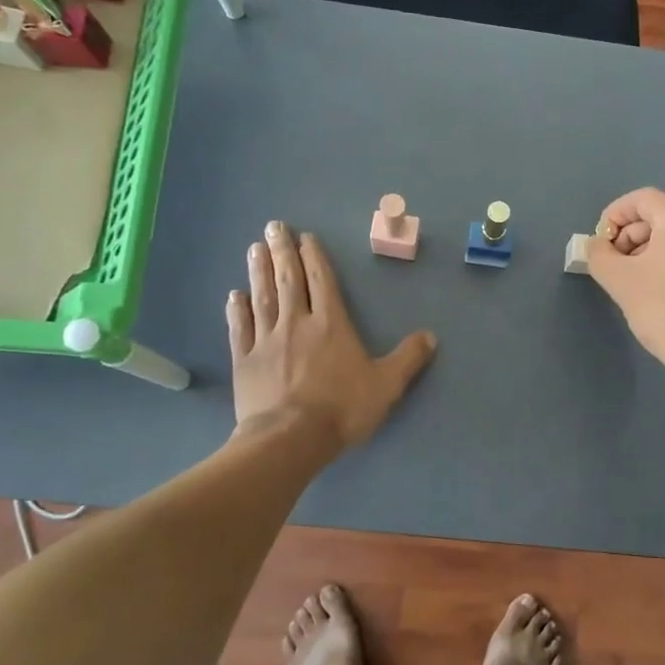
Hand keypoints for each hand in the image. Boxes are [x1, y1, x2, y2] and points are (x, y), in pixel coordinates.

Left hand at [227, 221, 436, 448]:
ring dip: (258, 271)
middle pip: (289, 280)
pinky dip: (237, 310)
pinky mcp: (245, 361)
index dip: (314, 257)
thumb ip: (408, 358)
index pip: (322, 282)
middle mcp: (296, 323)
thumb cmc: (341, 408)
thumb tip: (431, 336)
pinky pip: (240, 329)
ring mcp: (266, 341)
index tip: (304, 237)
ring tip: (254, 247)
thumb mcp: (386, 385)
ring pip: (262, 297)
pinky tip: (234, 296)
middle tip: (274, 226)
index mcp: (331, 325)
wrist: (290, 438)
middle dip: (283, 252)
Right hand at [586, 188, 664, 380]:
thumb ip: (599, 254)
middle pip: (658, 216)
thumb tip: (598, 245)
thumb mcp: (619, 280)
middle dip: (629, 237)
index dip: (613, 216)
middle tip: (613, 267)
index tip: (600, 244)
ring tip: (633, 282)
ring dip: (647, 251)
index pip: (640, 199)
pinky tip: (658, 291)